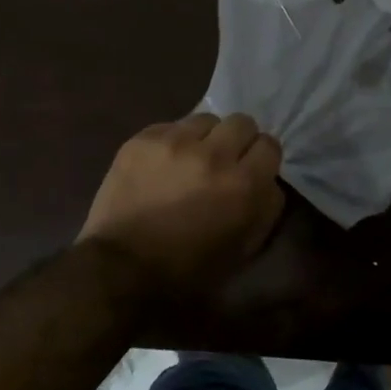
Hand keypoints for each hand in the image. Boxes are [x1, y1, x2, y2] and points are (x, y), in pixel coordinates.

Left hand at [78, 114, 285, 281]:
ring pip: (206, 119)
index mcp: (243, 185)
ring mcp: (175, 142)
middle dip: (237, 141)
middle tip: (224, 162)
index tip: (251, 171)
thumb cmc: (188, 271)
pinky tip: (162, 165)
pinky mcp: (143, 139)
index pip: (270, 145)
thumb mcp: (243, 249)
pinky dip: (173, 142)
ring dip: (205, 138)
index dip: (261, 159)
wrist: (120, 269)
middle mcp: (213, 154)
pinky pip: (171, 126)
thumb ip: (265, 208)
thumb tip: (268, 180)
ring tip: (191, 160)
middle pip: (242, 122)